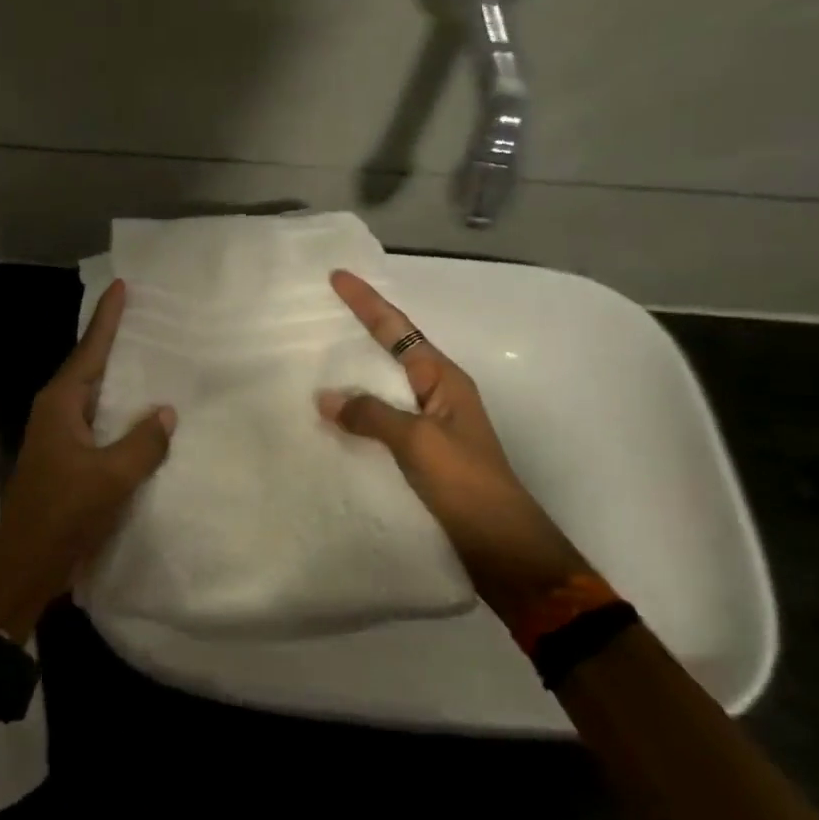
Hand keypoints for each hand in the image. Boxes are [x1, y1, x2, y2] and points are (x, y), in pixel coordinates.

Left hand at [0, 280, 175, 638]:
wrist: (25, 565)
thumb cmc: (63, 513)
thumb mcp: (110, 476)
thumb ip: (142, 442)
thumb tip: (165, 411)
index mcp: (61, 403)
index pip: (90, 349)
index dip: (107, 318)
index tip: (121, 286)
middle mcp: (59, 412)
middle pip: (92, 367)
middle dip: (118, 343)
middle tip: (151, 318)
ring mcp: (62, 437)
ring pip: (98, 398)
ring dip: (123, 381)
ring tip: (156, 360)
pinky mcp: (70, 460)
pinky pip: (101, 425)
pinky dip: (122, 415)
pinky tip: (146, 418)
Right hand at [318, 270, 592, 623]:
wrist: (500, 543)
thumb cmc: (465, 482)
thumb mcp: (418, 441)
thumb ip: (371, 415)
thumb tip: (327, 397)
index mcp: (443, 379)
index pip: (398, 330)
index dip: (367, 303)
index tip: (338, 276)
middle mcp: (437, 393)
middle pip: (392, 350)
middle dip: (360, 330)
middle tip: (322, 315)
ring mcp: (429, 423)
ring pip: (384, 385)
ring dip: (355, 372)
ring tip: (318, 360)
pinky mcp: (420, 452)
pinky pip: (381, 418)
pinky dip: (357, 410)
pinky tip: (334, 416)